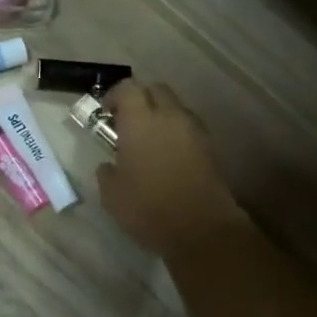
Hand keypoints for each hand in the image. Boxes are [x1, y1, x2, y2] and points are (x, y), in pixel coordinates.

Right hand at [96, 81, 246, 258]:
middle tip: (127, 122)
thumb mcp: (112, 195)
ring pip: (174, 107)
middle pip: (155, 89)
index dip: (114, 95)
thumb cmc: (149, 208)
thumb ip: (107, 172)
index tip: (106, 112)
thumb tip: (109, 165)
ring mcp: (194, 130)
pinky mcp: (210, 147)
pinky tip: (166, 157)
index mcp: (141, 121)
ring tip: (148, 141)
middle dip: (140, 99)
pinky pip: (187, 127)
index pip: (128, 88)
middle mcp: (169, 116)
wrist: (202, 229)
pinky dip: (175, 133)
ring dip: (160, 115)